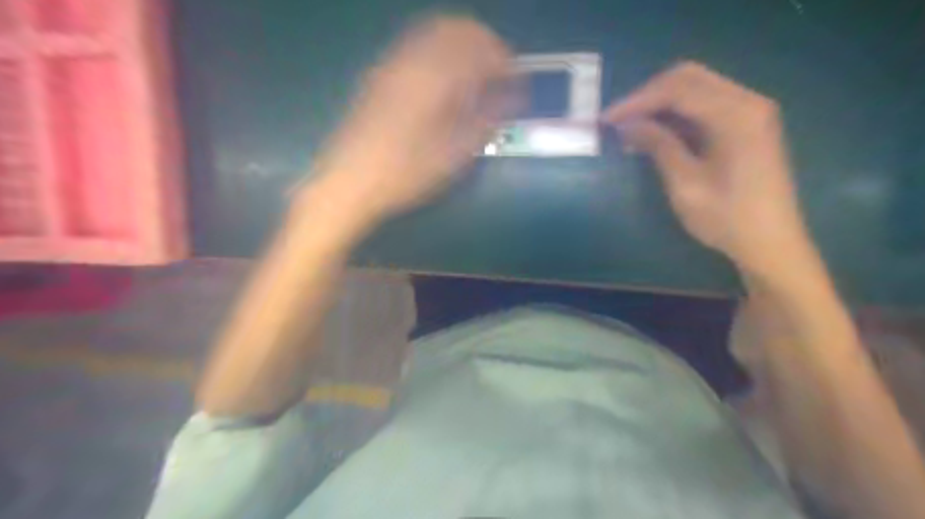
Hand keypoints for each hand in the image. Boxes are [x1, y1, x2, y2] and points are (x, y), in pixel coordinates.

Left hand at [307, 13, 513, 219]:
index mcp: (433, 78)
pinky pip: (415, 48)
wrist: (350, 181)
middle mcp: (411, 60)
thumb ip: (486, 119)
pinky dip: (438, 55)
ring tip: (473, 78)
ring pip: (433, 33)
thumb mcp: (454, 155)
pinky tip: (443, 84)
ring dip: (460, 47)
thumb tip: (512, 97)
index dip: (503, 59)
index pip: (479, 46)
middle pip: (455, 28)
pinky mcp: (379, 75)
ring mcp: (391, 64)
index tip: (514, 79)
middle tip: (496, 73)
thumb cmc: (405, 174)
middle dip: (482, 45)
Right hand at [605, 63, 806, 280]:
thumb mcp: (685, 184)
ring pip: (696, 89)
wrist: (771, 243)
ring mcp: (750, 111)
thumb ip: (658, 146)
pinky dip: (676, 114)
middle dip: (647, 96)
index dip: (637, 101)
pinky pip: (705, 105)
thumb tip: (627, 124)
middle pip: (688, 78)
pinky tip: (655, 133)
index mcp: (735, 114)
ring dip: (660, 104)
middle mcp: (747, 101)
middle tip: (617, 120)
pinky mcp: (747, 124)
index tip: (606, 119)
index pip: (677, 89)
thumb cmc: (727, 218)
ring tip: (630, 128)